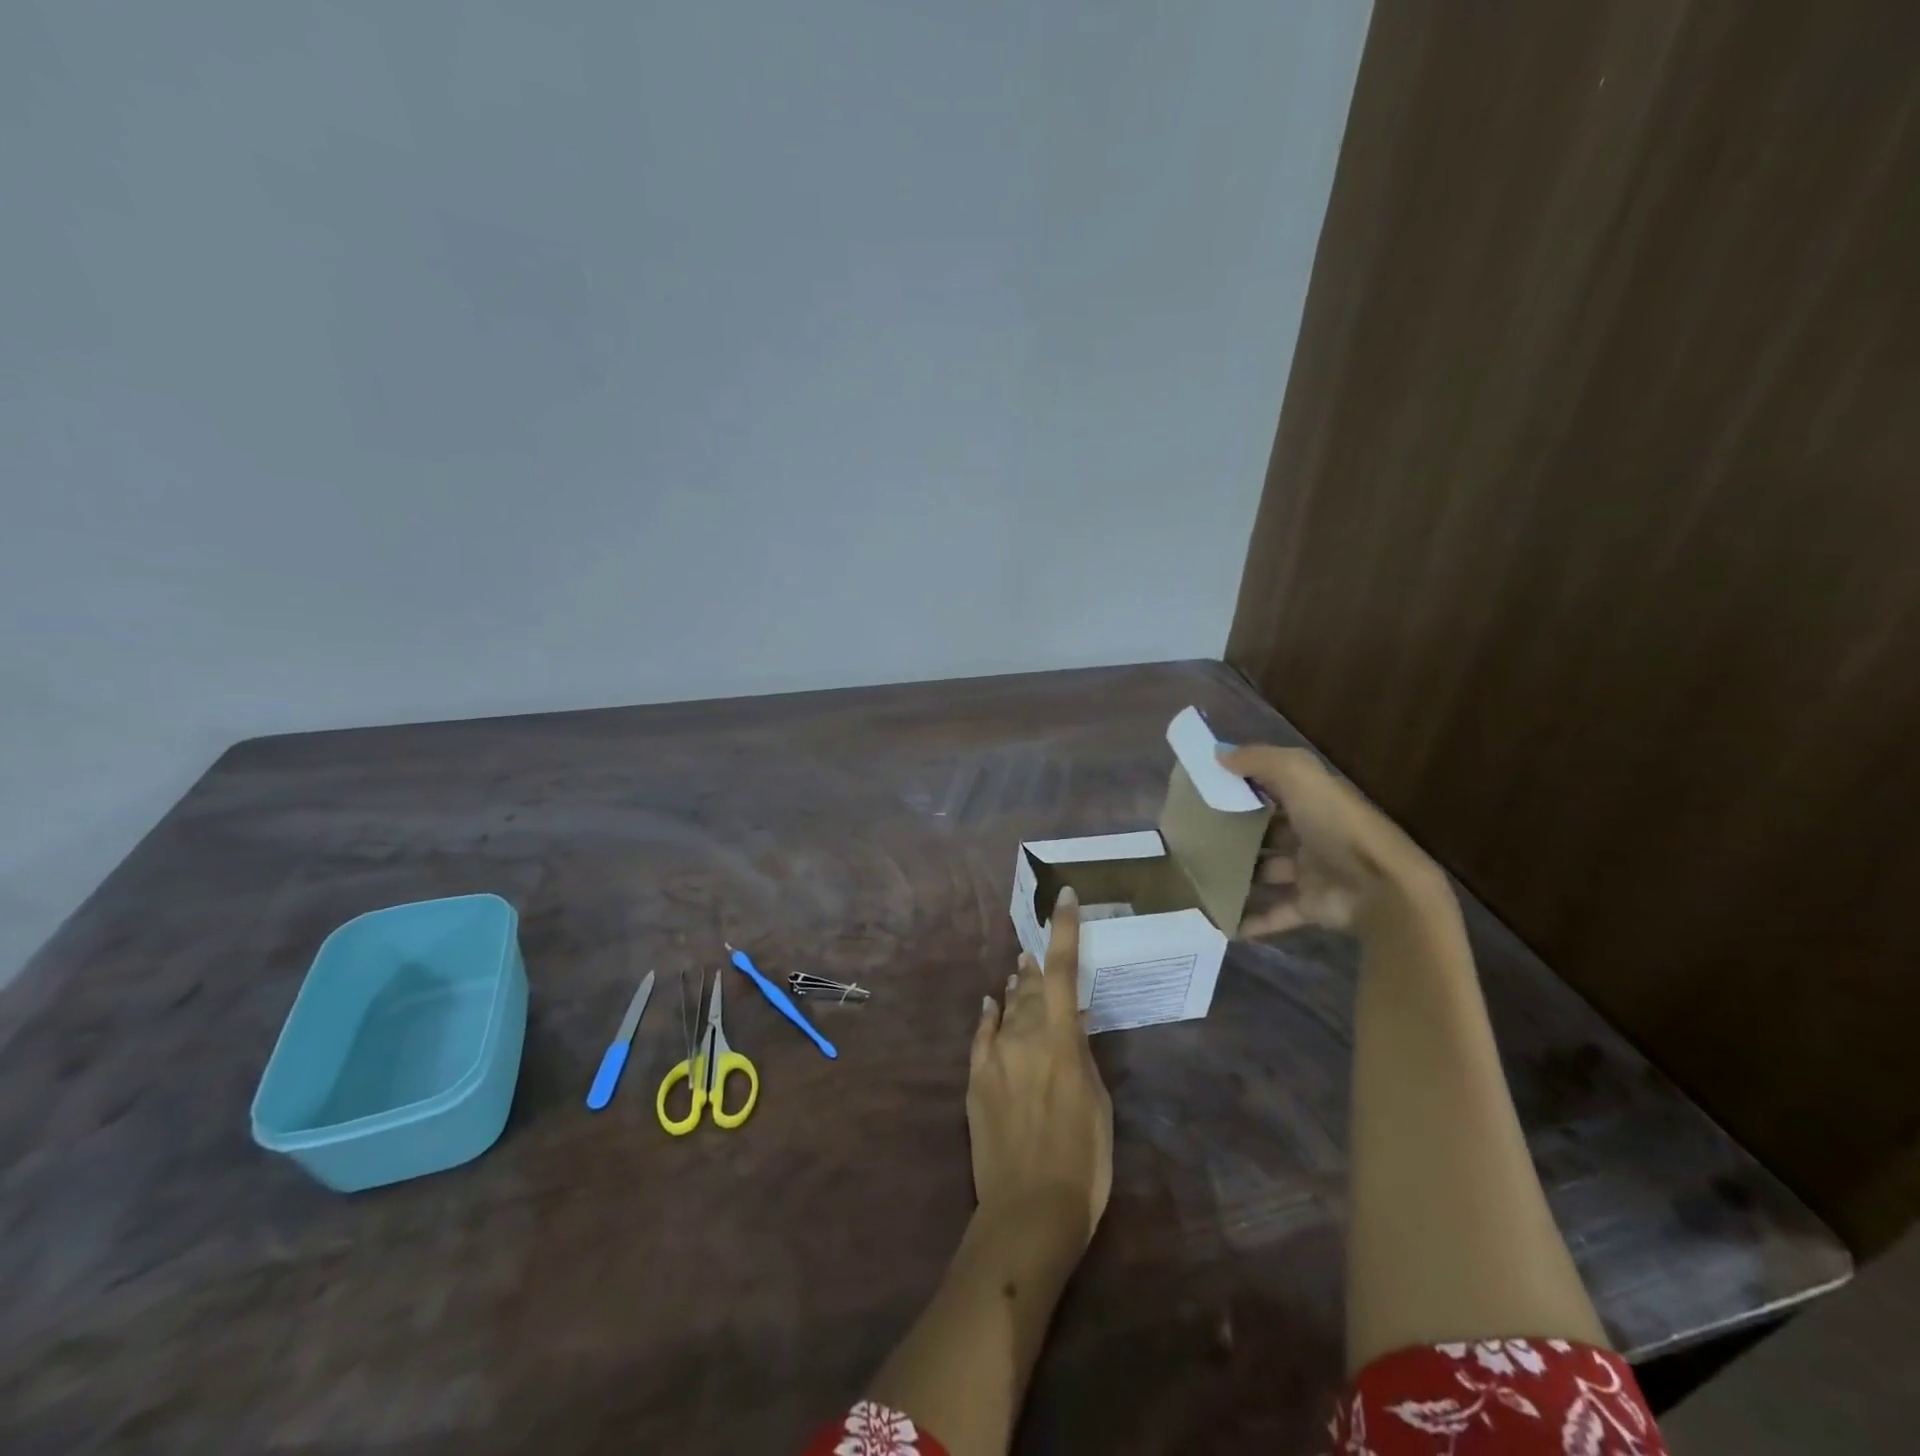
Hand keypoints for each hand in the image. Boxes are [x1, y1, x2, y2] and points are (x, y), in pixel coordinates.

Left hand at [968, 887, 1113, 1243]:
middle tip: (1037, 947)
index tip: (1063, 896)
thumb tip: (1068, 1026)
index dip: (1064, 929)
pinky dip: (989, 1014)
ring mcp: (994, 1055)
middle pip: (1030, 985)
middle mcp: (1023, 1035)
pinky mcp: (975, 1078)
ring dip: (1014, 986)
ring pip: (1007, 1006)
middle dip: (1036, 964)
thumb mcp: (1098, 1104)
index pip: (1062, 970)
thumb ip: (1080, 1056)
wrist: (1028, 1211)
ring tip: (1018, 967)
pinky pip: (981, 1034)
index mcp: (1060, 1039)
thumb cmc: (1082, 1161)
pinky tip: (990, 1001)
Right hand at [1218, 744, 1447, 937]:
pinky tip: (1221, 921)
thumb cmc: (1338, 826)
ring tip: (1199, 876)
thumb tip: (1218, 755)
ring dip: (1239, 874)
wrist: (1383, 889)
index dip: (1242, 787)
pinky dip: (1252, 920)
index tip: (1204, 792)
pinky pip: (1276, 913)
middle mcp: (1313, 834)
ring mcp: (1313, 873)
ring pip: (1267, 871)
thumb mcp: (1300, 776)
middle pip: (1267, 831)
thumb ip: (1260, 760)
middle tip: (1194, 837)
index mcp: (1313, 801)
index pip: (1273, 788)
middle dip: (1236, 833)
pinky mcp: (1312, 907)